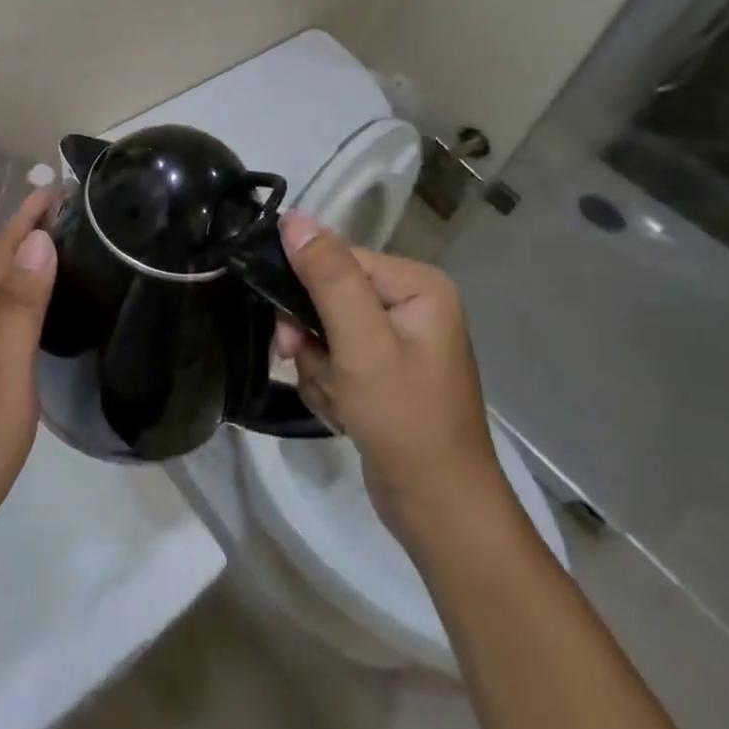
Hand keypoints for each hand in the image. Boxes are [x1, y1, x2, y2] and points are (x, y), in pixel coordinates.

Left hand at [0, 191, 56, 570]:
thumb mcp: (5, 381)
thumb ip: (20, 311)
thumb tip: (36, 243)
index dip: (25, 219)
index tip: (57, 190)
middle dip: (18, 231)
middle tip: (62, 214)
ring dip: (10, 259)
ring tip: (50, 248)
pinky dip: (3, 289)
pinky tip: (24, 306)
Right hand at [274, 214, 510, 541]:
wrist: (438, 510)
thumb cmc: (405, 421)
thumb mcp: (361, 344)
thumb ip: (327, 277)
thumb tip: (293, 217)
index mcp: (416, 285)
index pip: (337, 260)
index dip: (304, 292)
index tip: (290, 337)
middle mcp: (409, 303)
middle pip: (326, 295)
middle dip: (311, 340)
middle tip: (314, 371)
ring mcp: (396, 339)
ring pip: (322, 330)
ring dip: (317, 368)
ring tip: (340, 402)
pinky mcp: (382, 370)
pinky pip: (333, 358)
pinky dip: (328, 385)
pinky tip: (344, 414)